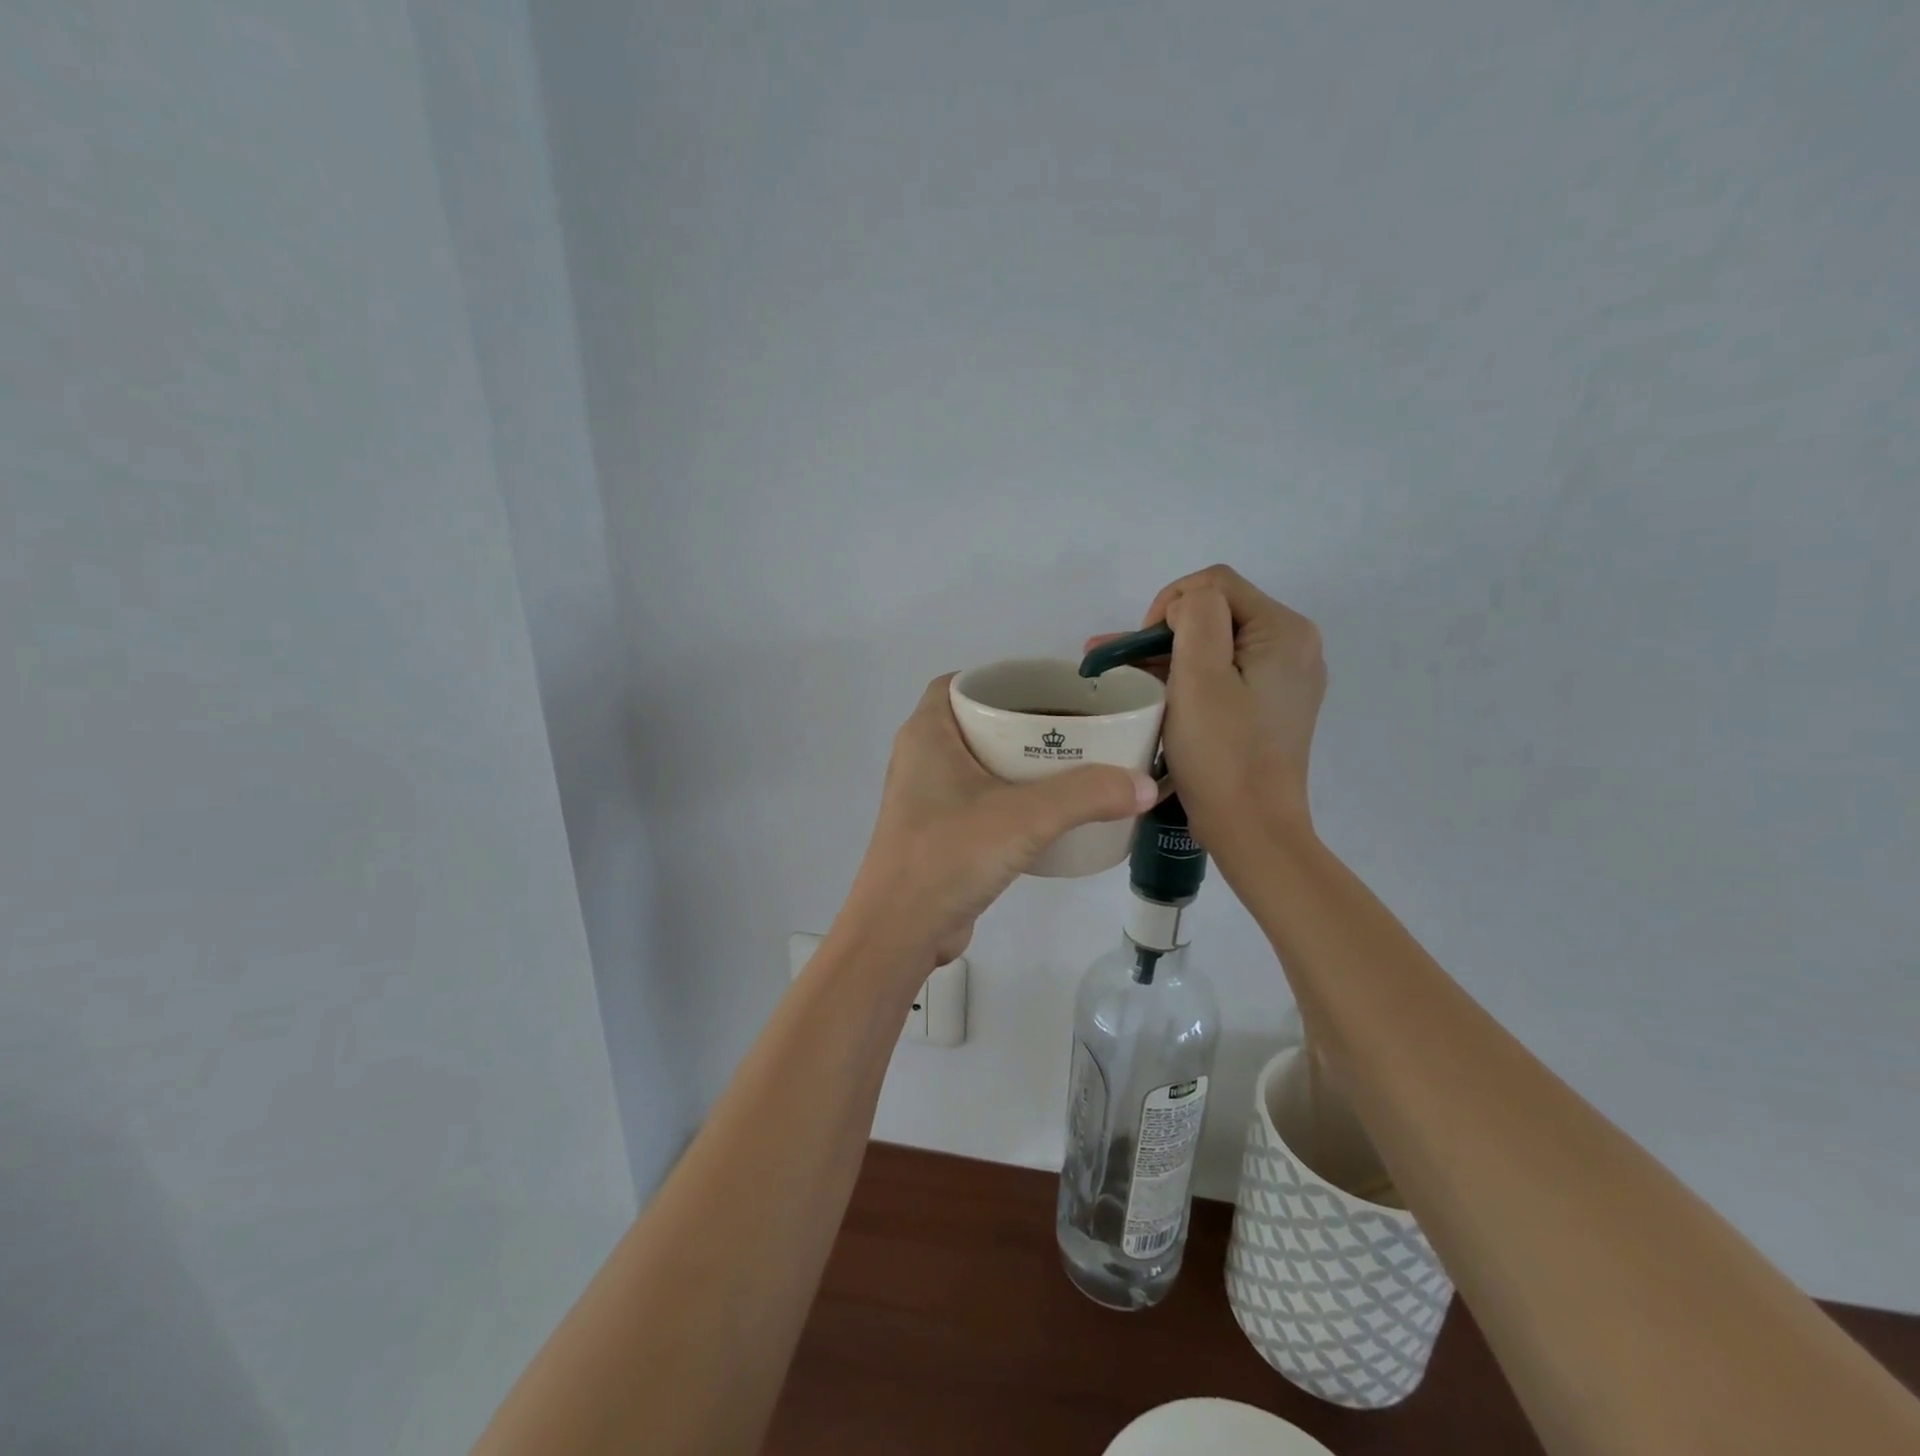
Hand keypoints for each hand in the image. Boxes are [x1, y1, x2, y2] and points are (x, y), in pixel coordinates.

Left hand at [841, 675, 1157, 969]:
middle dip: (1021, 721)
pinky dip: (1010, 796)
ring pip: (978, 763)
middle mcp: (920, 758)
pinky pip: (978, 799)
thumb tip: (1146, 785)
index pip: (959, 683)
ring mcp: (926, 798)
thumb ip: (1087, 795)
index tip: (1047, 689)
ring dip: (1018, 762)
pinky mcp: (937, 834)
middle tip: (1072, 726)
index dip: (1001, 679)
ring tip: (1071, 763)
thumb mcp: (1025, 817)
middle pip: (975, 722)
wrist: (900, 932)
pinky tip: (1048, 811)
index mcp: (927, 734)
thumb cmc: (950, 855)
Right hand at [1086, 565, 1325, 852]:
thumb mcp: (1201, 675)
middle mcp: (1294, 646)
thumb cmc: (1222, 754)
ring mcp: (1284, 678)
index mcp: (1285, 631)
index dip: (1169, 606)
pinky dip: (1189, 677)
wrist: (1253, 830)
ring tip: (1121, 673)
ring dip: (1170, 654)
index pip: (1215, 584)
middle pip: (1217, 613)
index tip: (1142, 651)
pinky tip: (1154, 691)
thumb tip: (1185, 607)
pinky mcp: (1270, 705)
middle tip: (1118, 661)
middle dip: (1163, 632)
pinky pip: (1225, 673)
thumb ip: (1196, 616)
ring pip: (1216, 644)